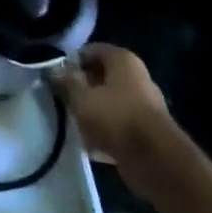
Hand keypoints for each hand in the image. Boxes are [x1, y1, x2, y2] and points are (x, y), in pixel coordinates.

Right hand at [53, 44, 176, 189]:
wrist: (157, 162)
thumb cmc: (116, 118)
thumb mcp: (81, 98)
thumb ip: (66, 82)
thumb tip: (54, 71)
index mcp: (123, 60)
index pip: (91, 50)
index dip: (72, 62)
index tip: (58, 77)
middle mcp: (137, 77)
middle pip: (101, 76)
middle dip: (82, 87)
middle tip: (63, 99)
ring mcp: (145, 105)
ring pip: (109, 101)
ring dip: (92, 110)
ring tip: (74, 122)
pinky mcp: (148, 130)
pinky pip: (119, 124)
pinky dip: (106, 130)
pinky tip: (90, 143)